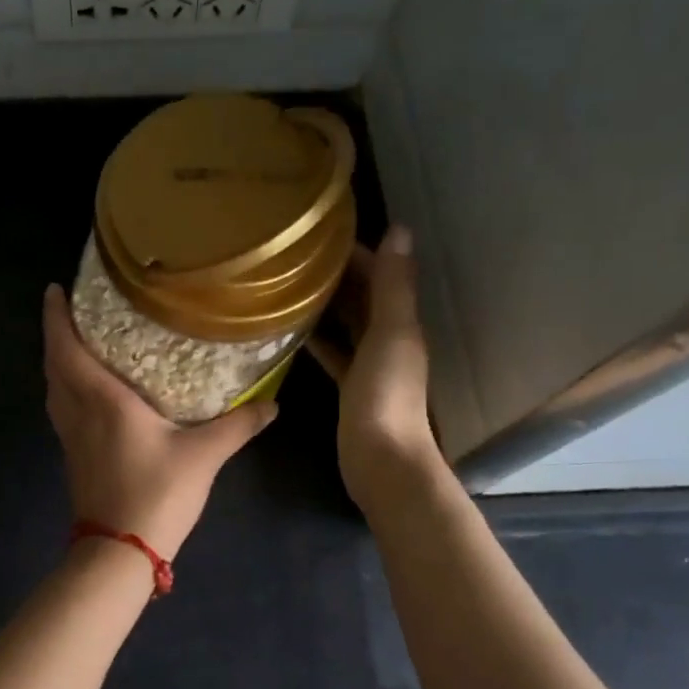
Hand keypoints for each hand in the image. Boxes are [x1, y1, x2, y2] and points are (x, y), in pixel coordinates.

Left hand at [42, 284, 276, 560]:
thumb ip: (237, 425)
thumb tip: (273, 404)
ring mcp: (70, 437)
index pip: (66, 348)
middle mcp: (78, 412)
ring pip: (54, 389)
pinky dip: (66, 388)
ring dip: (58, 362)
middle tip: (71, 310)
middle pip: (53, 365)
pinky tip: (90, 393)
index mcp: (102, 400)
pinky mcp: (73, 457)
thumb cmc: (157, 493)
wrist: (119, 550)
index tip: (54, 289)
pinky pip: (61, 409)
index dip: (56, 317)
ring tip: (78, 343)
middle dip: (56, 334)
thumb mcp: (204, 455)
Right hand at [307, 226, 440, 509]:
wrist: (381, 459)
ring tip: (287, 285)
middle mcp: (388, 338)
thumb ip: (393, 284)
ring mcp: (369, 364)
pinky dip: (318, 339)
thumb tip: (400, 229)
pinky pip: (334, 353)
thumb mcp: (391, 333)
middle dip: (336, 275)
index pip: (379, 274)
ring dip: (326, 304)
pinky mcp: (350, 387)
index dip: (355, 252)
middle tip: (294, 257)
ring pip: (347, 323)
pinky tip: (293, 330)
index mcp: (401, 321)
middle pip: (362, 297)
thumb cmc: (386, 394)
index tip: (318, 235)